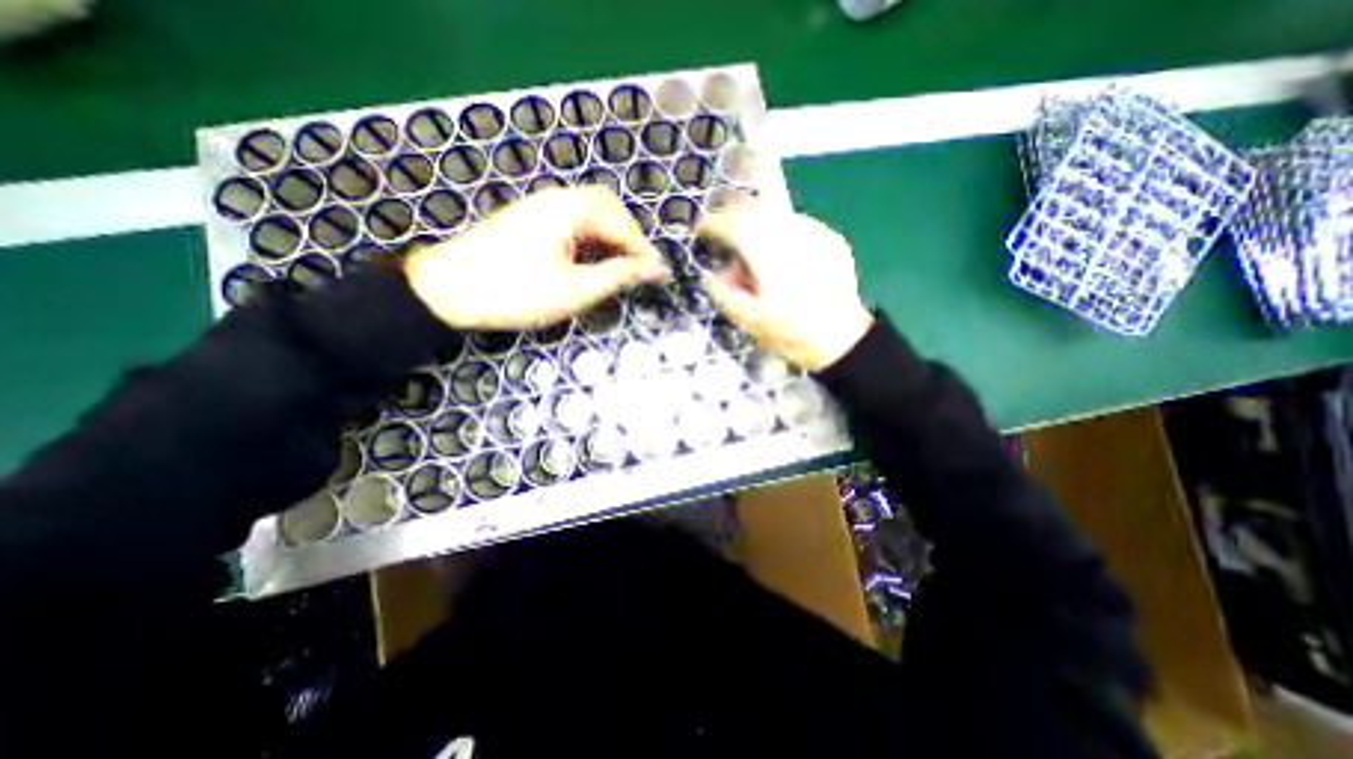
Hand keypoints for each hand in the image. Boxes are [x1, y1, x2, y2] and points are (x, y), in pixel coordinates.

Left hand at [406, 187, 670, 327]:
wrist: (447, 291)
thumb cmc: (515, 292)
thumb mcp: (574, 290)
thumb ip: (617, 276)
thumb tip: (653, 269)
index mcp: (569, 210)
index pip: (620, 225)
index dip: (644, 251)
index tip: (661, 276)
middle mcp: (556, 200)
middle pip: (607, 208)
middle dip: (629, 237)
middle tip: (639, 267)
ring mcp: (540, 209)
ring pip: (589, 214)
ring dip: (610, 237)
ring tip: (620, 268)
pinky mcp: (529, 222)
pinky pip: (571, 222)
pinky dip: (590, 240)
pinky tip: (591, 261)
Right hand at [697, 200, 877, 366]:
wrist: (842, 340)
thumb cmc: (791, 333)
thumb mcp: (748, 321)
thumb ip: (723, 294)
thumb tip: (712, 276)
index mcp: (768, 252)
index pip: (732, 222)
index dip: (712, 223)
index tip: (700, 231)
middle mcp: (791, 233)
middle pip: (753, 209)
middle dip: (733, 221)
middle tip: (723, 240)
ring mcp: (815, 233)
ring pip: (775, 215)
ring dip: (756, 227)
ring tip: (753, 255)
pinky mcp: (830, 239)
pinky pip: (796, 225)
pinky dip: (779, 235)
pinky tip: (781, 259)